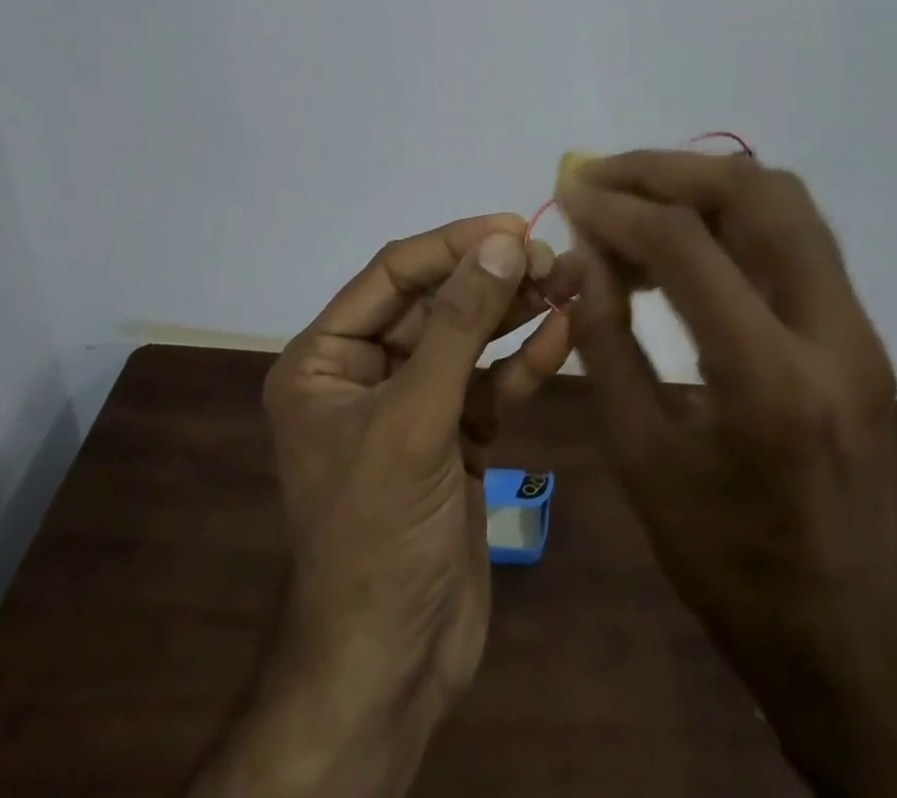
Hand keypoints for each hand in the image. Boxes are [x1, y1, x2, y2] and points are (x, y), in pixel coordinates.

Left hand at [198, 215, 576, 797]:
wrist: (393, 668)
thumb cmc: (380, 535)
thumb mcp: (415, 419)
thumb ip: (459, 325)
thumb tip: (501, 242)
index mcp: (325, 359)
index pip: (393, 274)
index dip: (453, 245)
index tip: (513, 227)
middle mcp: (365, 372)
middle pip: (437, 302)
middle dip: (494, 279)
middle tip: (554, 259)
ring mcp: (413, 404)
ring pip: (470, 339)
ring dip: (518, 311)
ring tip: (571, 280)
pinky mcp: (453, 437)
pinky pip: (489, 383)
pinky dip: (524, 360)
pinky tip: (564, 332)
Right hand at [558, 153, 896, 797]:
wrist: (841, 630)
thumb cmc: (724, 559)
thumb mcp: (641, 454)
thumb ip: (607, 339)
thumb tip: (584, 252)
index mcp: (770, 382)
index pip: (688, 247)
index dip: (619, 207)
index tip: (570, 191)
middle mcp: (832, 334)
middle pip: (755, 195)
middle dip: (667, 169)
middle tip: (603, 174)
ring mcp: (859, 326)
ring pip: (786, 201)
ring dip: (703, 180)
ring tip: (635, 192)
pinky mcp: (861, 328)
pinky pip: (795, 234)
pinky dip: (733, 211)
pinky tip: (682, 229)